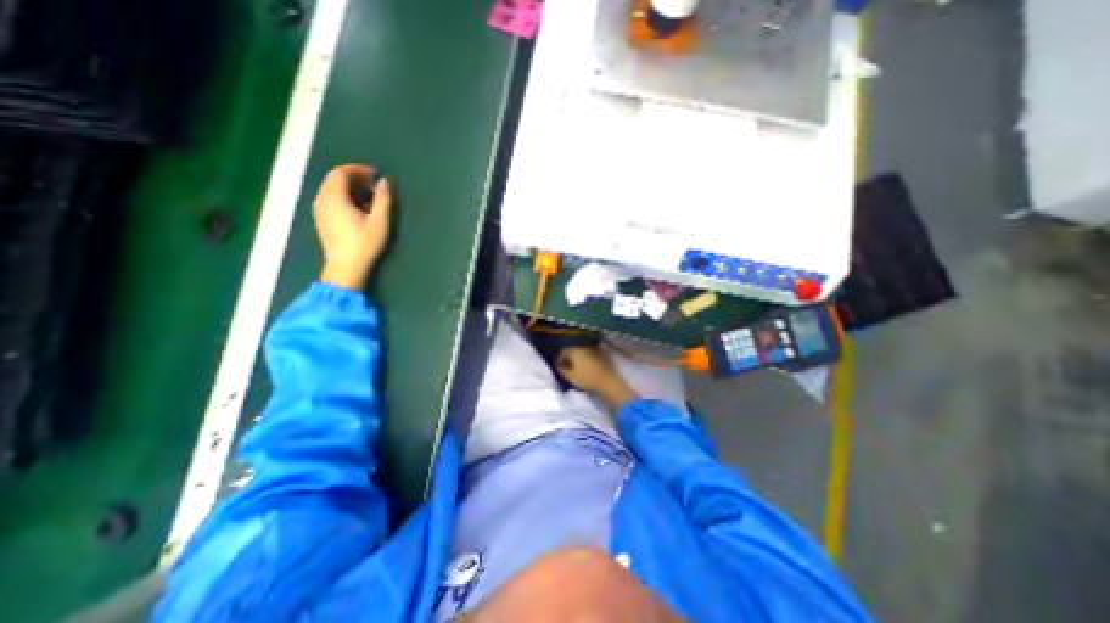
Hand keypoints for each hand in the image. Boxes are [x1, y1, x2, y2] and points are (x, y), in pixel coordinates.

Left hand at [314, 165, 390, 290]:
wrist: (346, 267)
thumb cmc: (364, 244)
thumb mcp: (379, 221)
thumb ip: (383, 199)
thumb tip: (384, 181)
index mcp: (334, 197)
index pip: (340, 173)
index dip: (358, 169)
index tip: (375, 174)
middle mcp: (322, 200)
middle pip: (334, 179)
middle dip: (354, 177)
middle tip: (374, 185)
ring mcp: (319, 210)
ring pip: (331, 189)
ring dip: (349, 188)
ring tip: (369, 196)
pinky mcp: (322, 220)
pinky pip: (330, 199)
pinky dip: (344, 197)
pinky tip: (358, 208)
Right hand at [552, 347, 631, 410]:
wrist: (607, 382)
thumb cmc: (587, 379)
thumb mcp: (570, 377)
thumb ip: (561, 370)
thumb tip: (558, 366)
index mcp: (574, 350)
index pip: (563, 352)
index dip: (559, 360)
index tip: (558, 367)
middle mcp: (583, 346)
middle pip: (572, 350)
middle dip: (567, 358)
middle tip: (565, 367)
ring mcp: (593, 349)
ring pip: (580, 352)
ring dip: (576, 358)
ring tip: (575, 368)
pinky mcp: (600, 354)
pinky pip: (588, 354)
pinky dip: (585, 359)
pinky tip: (585, 367)